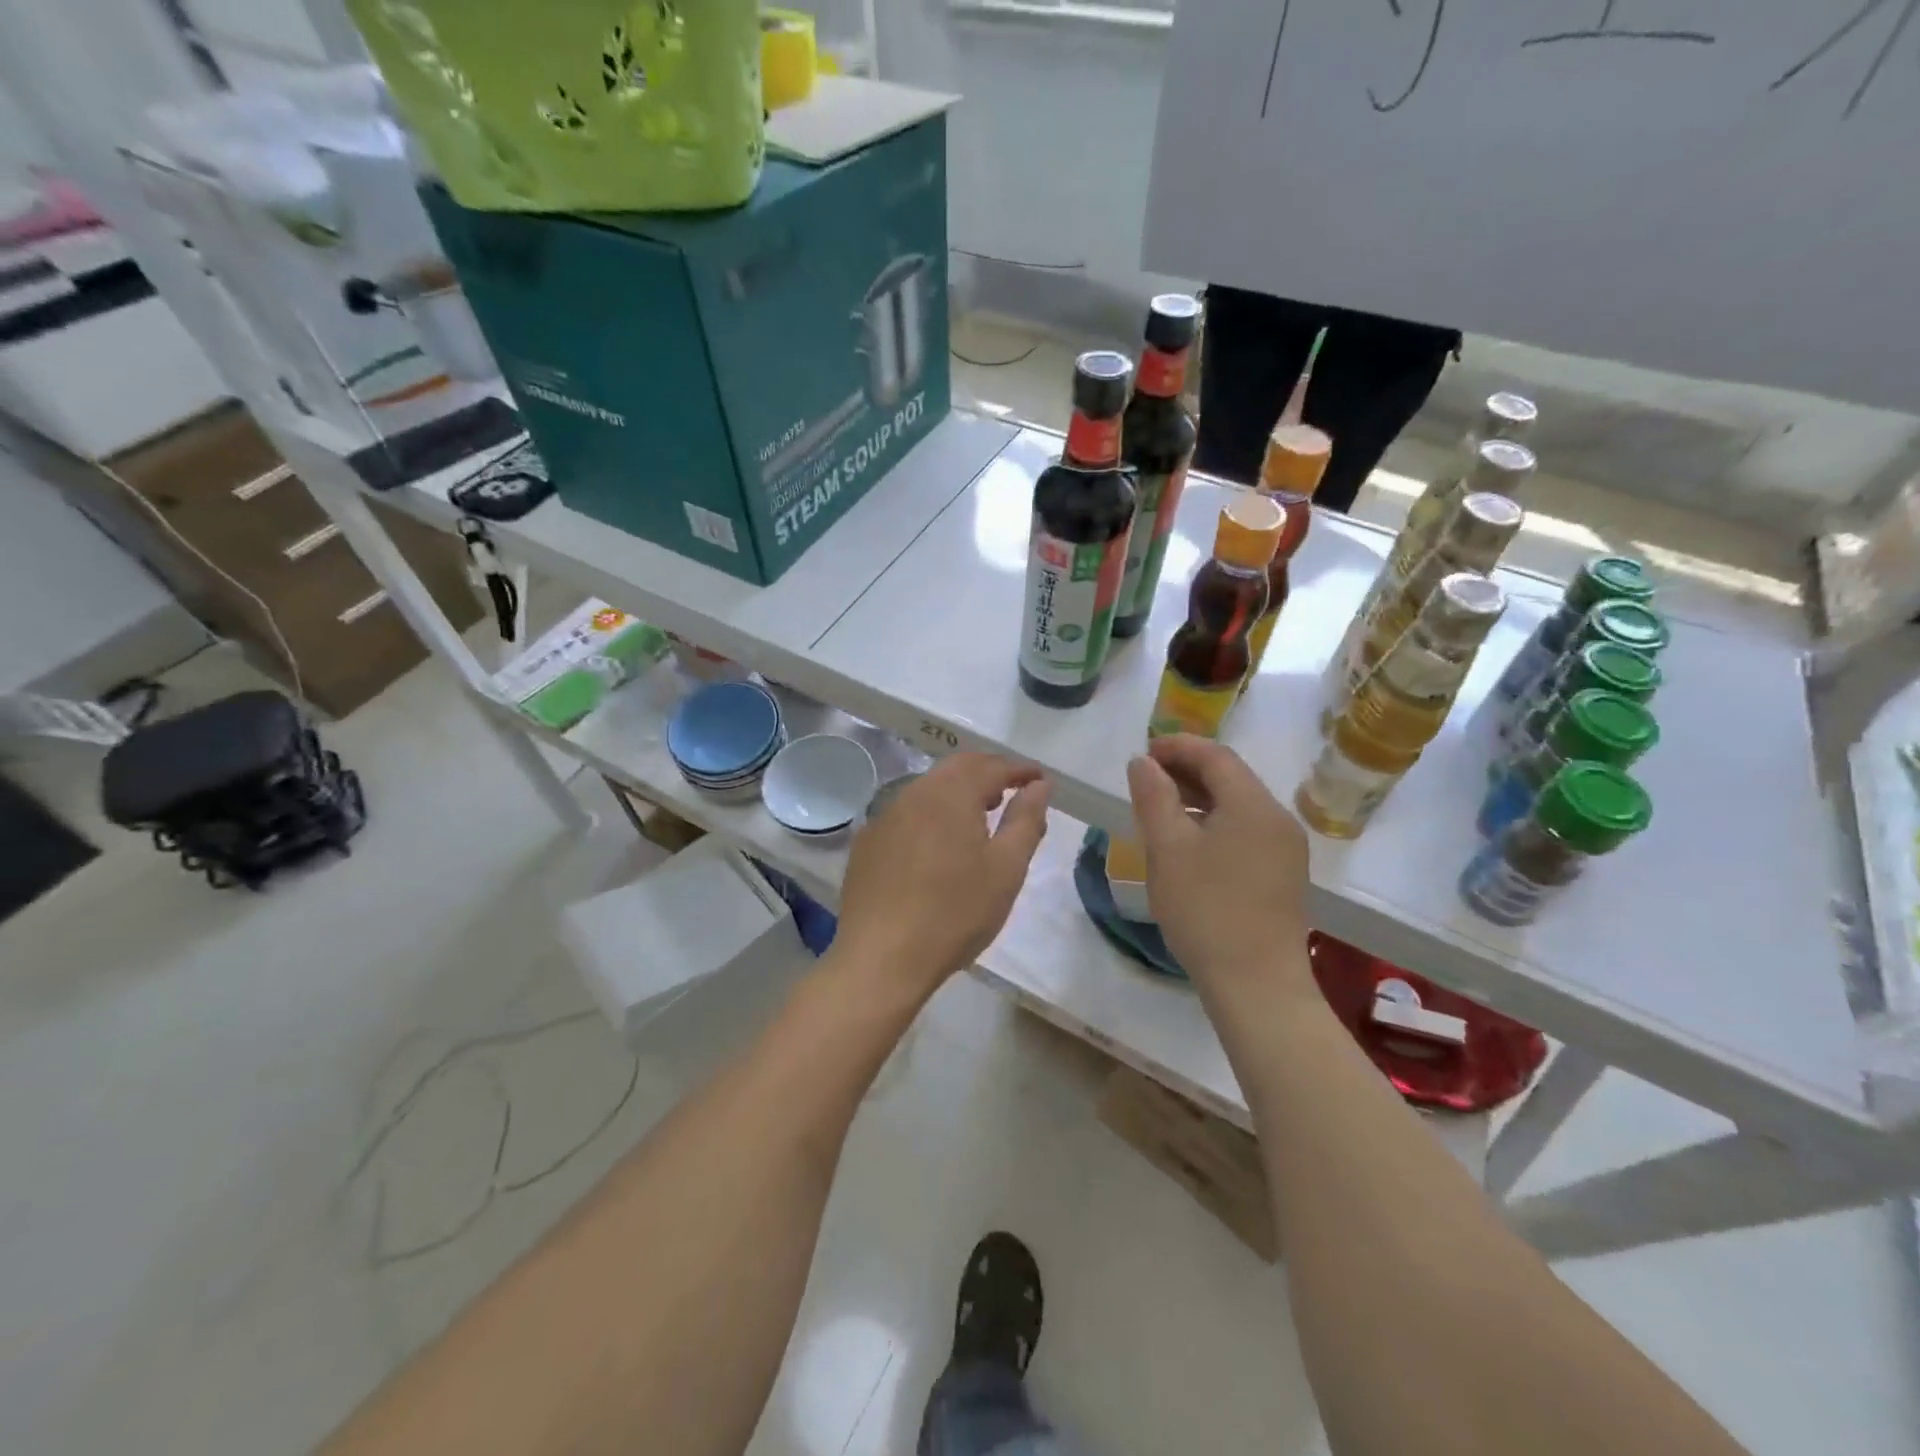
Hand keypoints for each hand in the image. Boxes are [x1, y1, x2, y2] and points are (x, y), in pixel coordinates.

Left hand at [833, 754, 1049, 999]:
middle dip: (987, 774)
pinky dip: (931, 815)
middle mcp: (914, 793)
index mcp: (951, 793)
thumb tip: (1039, 785)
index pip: (992, 766)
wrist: (881, 957)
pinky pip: (907, 814)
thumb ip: (1025, 820)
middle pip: (956, 769)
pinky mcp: (868, 843)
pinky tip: (937, 845)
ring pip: (929, 789)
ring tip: (979, 818)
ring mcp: (885, 817)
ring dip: (958, 793)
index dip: (1020, 770)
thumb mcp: (1006, 869)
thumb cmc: (955, 912)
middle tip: (1011, 793)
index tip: (1040, 780)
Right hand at [1126, 735, 1313, 1008]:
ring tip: (1161, 810)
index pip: (1216, 755)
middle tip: (1146, 780)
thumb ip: (1154, 797)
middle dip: (1187, 770)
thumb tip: (1143, 762)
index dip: (1178, 747)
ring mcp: (1286, 850)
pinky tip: (1190, 845)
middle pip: (1231, 777)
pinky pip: (1246, 831)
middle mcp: (1278, 819)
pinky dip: (1215, 823)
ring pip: (1239, 806)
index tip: (1143, 753)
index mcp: (1254, 805)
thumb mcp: (1167, 849)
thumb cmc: (1206, 910)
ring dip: (1200, 798)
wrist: (1257, 985)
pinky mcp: (1284, 876)